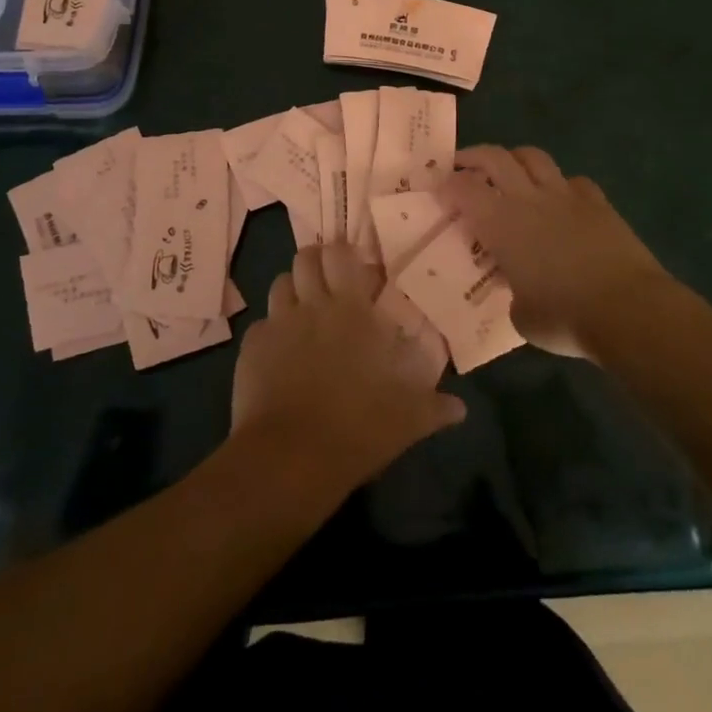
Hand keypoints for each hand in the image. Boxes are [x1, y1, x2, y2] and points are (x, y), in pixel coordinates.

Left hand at [231, 245, 465, 493]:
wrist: (291, 458)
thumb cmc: (358, 427)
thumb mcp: (408, 420)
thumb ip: (435, 407)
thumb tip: (461, 408)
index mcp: (351, 310)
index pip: (340, 255)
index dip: (342, 253)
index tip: (351, 264)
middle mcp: (312, 305)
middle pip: (305, 258)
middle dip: (314, 261)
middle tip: (325, 280)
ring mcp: (278, 324)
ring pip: (279, 284)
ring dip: (291, 289)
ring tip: (301, 309)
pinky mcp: (250, 348)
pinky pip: (260, 325)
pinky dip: (269, 331)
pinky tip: (278, 353)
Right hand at [440, 146, 673, 359]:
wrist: (628, 309)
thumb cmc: (564, 317)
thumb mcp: (521, 316)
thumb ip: (513, 294)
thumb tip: (519, 291)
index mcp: (501, 224)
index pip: (463, 189)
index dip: (447, 185)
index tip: (439, 189)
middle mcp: (529, 199)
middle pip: (496, 157)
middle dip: (474, 156)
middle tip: (463, 164)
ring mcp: (566, 195)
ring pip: (534, 157)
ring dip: (515, 159)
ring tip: (510, 171)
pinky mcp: (598, 202)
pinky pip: (574, 181)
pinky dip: (561, 185)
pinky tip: (561, 200)